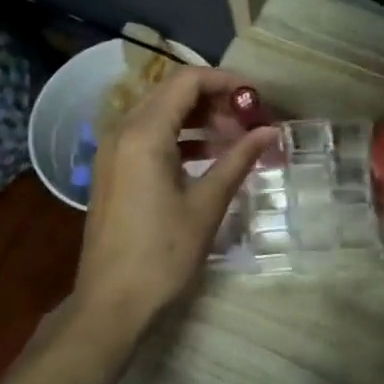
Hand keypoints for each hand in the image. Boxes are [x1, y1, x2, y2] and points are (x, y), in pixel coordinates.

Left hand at [74, 66, 276, 329]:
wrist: (112, 302)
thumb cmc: (163, 253)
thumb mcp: (207, 204)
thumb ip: (238, 159)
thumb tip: (271, 132)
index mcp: (144, 133)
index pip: (187, 81)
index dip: (225, 81)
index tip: (257, 98)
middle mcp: (122, 131)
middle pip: (172, 93)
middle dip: (214, 100)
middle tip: (249, 122)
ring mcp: (113, 150)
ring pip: (161, 114)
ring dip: (198, 119)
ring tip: (235, 139)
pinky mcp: (114, 170)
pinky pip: (149, 136)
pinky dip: (181, 137)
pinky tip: (209, 157)